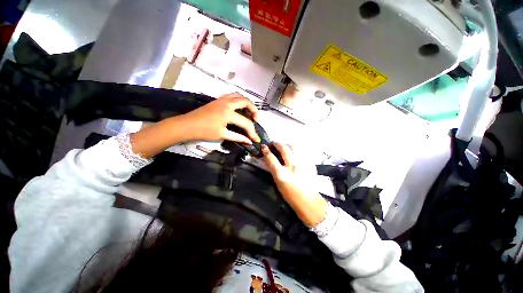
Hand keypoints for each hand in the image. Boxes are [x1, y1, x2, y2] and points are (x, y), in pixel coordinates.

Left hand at [180, 93, 260, 143]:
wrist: (187, 125)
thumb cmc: (204, 131)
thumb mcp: (222, 135)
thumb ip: (238, 137)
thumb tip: (249, 141)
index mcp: (228, 113)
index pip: (246, 123)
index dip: (252, 132)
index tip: (256, 139)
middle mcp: (227, 103)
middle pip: (246, 102)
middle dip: (254, 110)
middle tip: (256, 119)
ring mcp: (222, 99)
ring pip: (239, 95)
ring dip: (247, 103)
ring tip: (249, 112)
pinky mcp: (218, 100)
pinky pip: (232, 95)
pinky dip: (239, 100)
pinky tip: (239, 107)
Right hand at [262, 143, 327, 226]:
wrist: (309, 201)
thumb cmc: (290, 195)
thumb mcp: (278, 183)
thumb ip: (273, 169)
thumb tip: (268, 158)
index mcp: (282, 174)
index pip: (271, 158)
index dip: (266, 150)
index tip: (264, 146)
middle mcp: (292, 166)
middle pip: (283, 148)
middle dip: (277, 143)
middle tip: (274, 144)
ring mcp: (303, 164)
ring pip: (294, 147)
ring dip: (287, 145)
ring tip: (284, 148)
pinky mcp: (310, 163)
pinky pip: (301, 152)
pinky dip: (295, 151)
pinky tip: (294, 155)